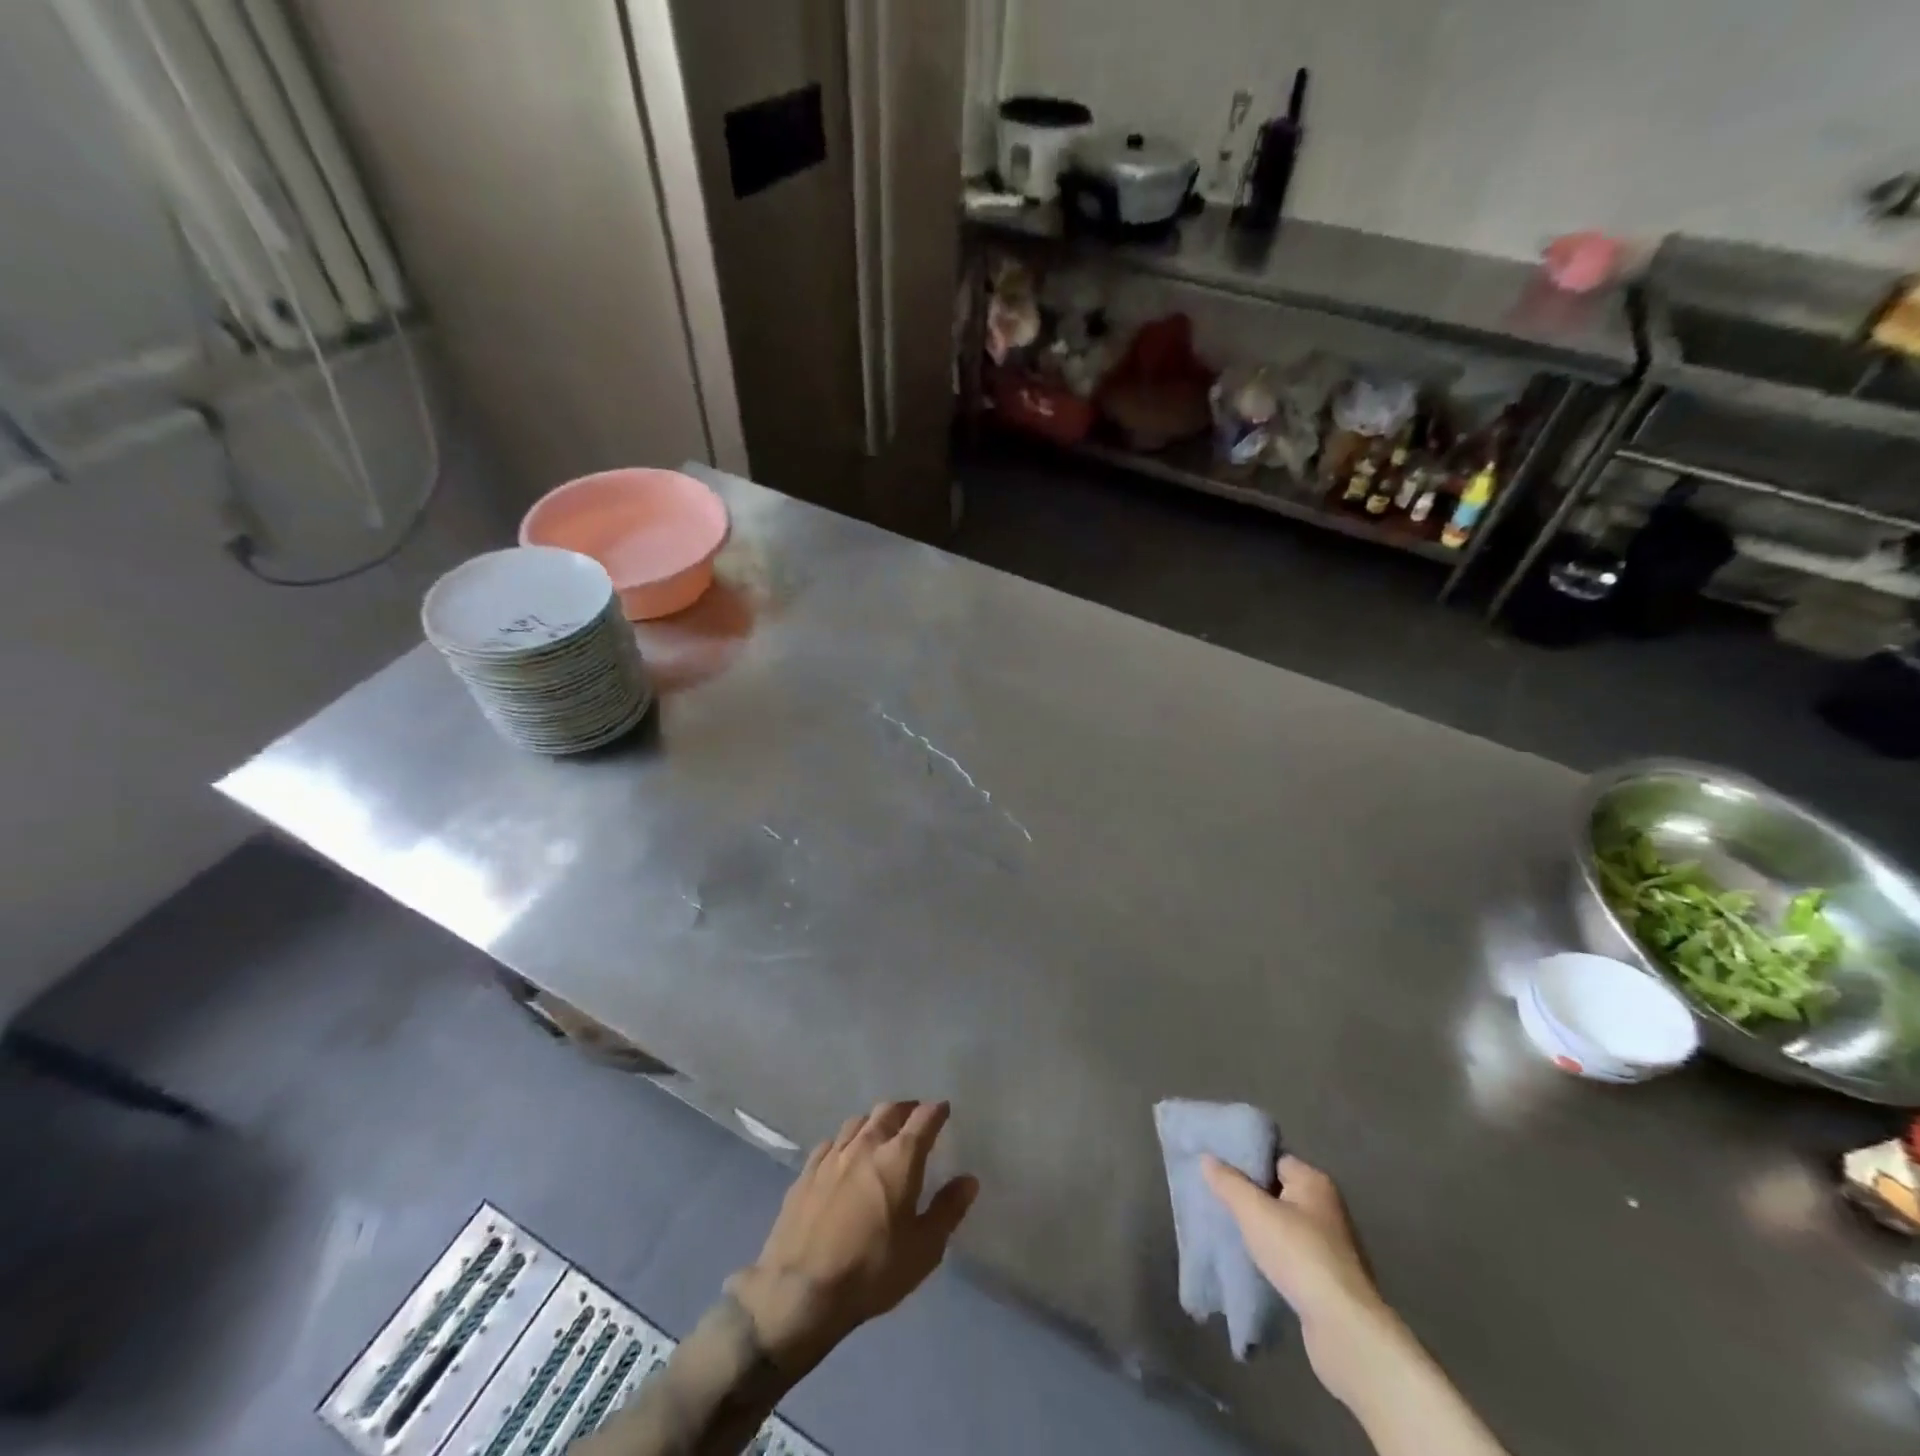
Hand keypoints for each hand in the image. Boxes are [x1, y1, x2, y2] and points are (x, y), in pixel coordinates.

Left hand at [730, 1100, 977, 1373]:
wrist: (800, 1292)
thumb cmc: (872, 1271)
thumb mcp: (924, 1249)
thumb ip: (948, 1210)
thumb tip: (969, 1180)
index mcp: (899, 1158)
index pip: (923, 1119)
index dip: (936, 1111)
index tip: (944, 1109)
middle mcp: (866, 1145)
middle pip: (888, 1111)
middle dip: (905, 1109)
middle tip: (914, 1117)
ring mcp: (832, 1156)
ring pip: (857, 1122)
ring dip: (874, 1122)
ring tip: (880, 1133)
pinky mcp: (806, 1173)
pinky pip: (830, 1143)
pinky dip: (844, 1142)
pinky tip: (843, 1156)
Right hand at [1202, 1153, 1399, 1401]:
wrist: (1344, 1328)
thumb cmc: (1299, 1255)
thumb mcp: (1254, 1211)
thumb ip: (1229, 1182)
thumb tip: (1207, 1158)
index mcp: (1314, 1181)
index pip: (1274, 1158)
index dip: (1246, 1163)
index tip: (1218, 1171)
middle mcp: (1327, 1207)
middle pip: (1278, 1191)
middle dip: (1250, 1198)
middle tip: (1219, 1201)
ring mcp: (1332, 1245)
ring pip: (1284, 1225)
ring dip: (1261, 1230)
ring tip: (1231, 1233)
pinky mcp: (1329, 1278)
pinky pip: (1292, 1255)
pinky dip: (1274, 1256)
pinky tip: (1254, 1264)